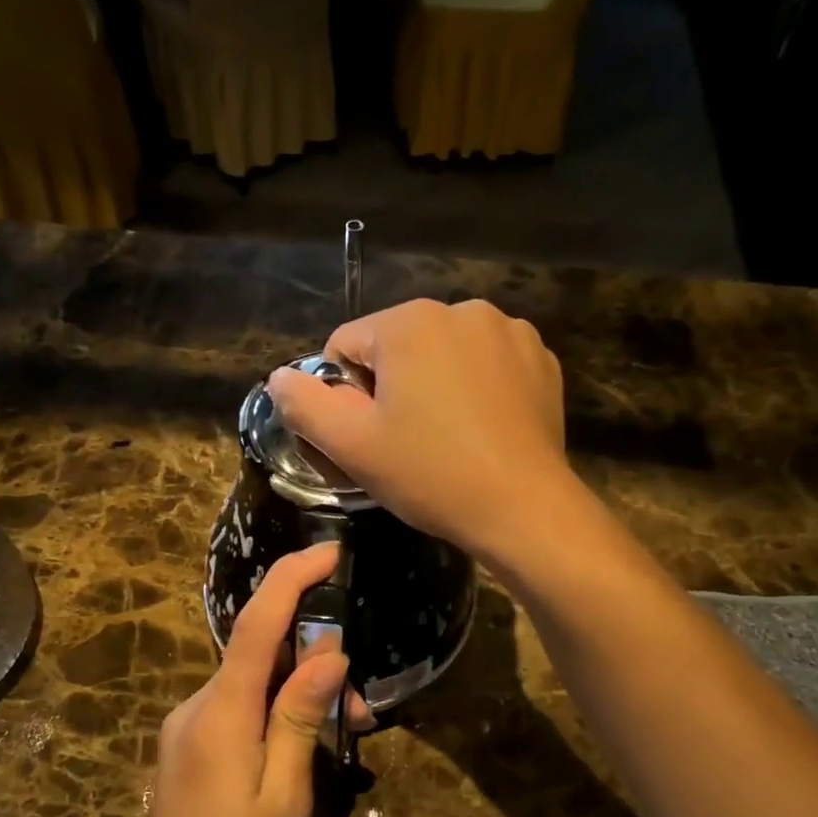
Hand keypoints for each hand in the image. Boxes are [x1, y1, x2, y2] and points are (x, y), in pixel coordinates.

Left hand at [133, 544, 348, 816]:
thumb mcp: (285, 795)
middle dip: (315, 660)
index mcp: (220, 714)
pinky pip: (239, 705)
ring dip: (300, 692)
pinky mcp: (191, 743)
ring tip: (345, 733)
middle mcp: (196, 706)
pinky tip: (303, 743)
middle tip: (362, 708)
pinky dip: (277, 709)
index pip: (255, 625)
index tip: (328, 552)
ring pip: (253, 681)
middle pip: (259, 653)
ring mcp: (188, 725)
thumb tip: (328, 652)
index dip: (290, 580)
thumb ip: (299, 717)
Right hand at [266, 299, 576, 560]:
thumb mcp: (352, 446)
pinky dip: (477, 388)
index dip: (344, 395)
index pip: (345, 345)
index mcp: (408, 322)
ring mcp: (508, 330)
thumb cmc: (430, 475)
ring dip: (434, 385)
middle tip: (406, 442)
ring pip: (444, 353)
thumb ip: (305, 405)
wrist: (522, 507)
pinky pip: (487, 364)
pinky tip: (483, 429)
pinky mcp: (540, 358)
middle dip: (392, 387)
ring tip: (447, 437)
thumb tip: (278, 378)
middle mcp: (461, 309)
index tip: (368, 436)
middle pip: (397, 346)